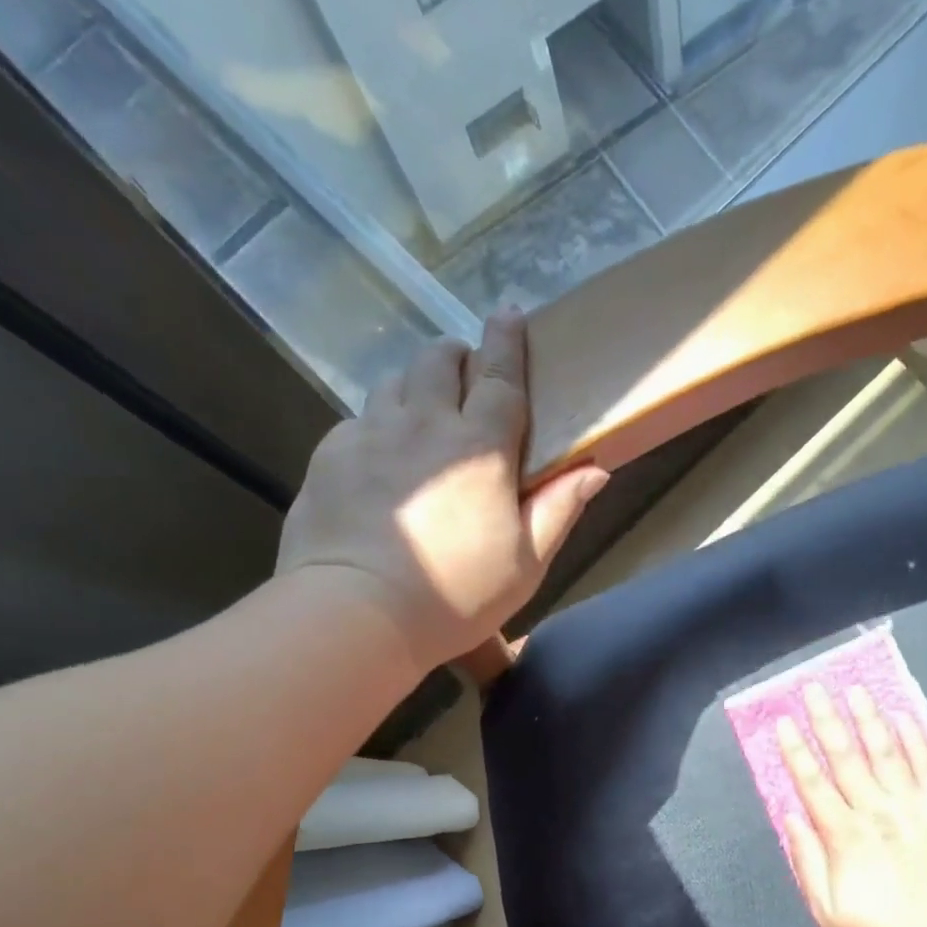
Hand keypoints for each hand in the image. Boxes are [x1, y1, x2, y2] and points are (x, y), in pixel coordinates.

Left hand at [276, 309, 607, 669]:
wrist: (356, 613)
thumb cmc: (454, 594)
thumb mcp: (526, 564)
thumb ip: (559, 510)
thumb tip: (596, 469)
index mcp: (479, 447)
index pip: (499, 376)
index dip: (507, 342)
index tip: (509, 313)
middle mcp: (423, 424)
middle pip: (438, 361)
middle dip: (456, 356)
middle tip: (465, 375)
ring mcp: (370, 435)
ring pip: (395, 381)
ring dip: (415, 383)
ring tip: (423, 409)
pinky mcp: (330, 455)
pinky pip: (358, 418)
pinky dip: (377, 422)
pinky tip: (381, 454)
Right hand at [777, 685, 926, 926]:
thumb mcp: (829, 912)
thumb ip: (807, 862)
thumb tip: (791, 817)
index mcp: (842, 834)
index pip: (812, 782)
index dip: (795, 750)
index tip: (784, 721)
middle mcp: (874, 809)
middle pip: (844, 756)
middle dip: (826, 720)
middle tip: (814, 688)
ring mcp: (912, 805)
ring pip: (884, 751)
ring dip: (867, 718)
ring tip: (855, 689)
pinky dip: (914, 739)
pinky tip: (903, 717)